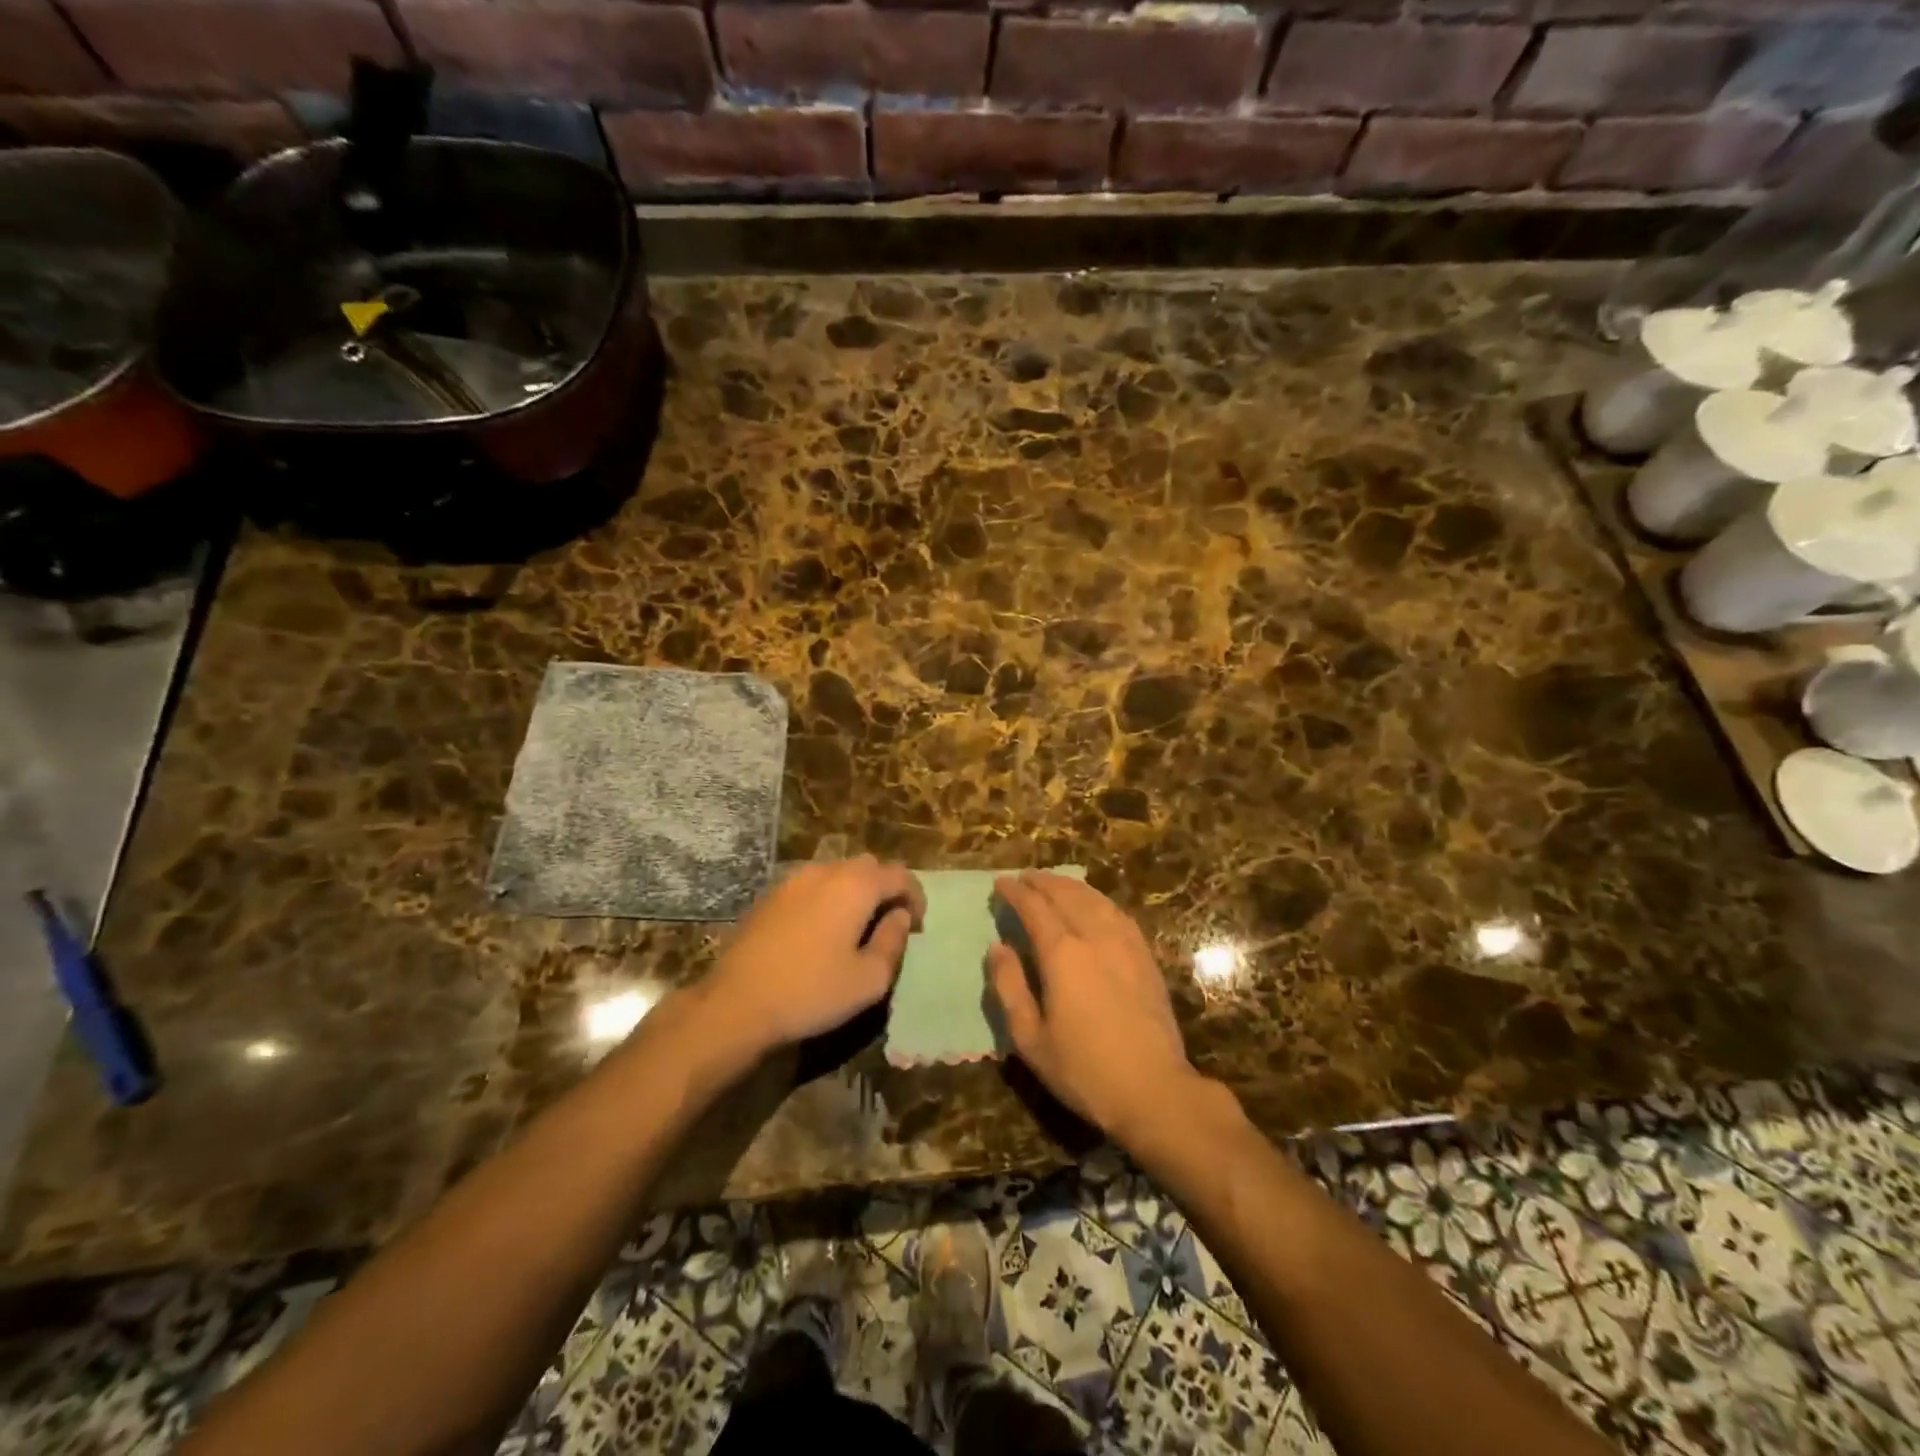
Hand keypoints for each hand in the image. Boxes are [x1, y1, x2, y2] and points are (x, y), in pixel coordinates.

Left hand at [707, 856, 924, 1053]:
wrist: (736, 1004)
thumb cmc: (812, 992)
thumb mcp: (869, 979)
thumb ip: (893, 941)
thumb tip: (899, 917)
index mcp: (855, 885)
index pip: (899, 875)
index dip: (915, 897)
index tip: (917, 925)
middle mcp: (825, 871)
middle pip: (868, 866)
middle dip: (885, 889)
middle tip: (889, 923)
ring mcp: (793, 880)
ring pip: (837, 872)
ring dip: (855, 892)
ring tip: (856, 927)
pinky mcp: (770, 895)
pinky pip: (812, 885)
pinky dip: (827, 898)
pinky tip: (822, 931)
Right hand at [989, 872, 1198, 1144]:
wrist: (1154, 1090)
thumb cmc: (1084, 1070)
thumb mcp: (1031, 1039)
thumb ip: (1010, 987)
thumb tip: (997, 947)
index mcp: (1062, 954)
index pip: (1034, 908)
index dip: (1015, 892)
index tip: (1000, 883)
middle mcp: (1094, 937)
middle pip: (1065, 895)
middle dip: (1041, 882)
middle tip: (1023, 877)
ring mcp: (1125, 944)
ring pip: (1094, 899)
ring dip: (1070, 885)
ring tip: (1053, 882)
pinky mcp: (1145, 956)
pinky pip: (1118, 913)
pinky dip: (1098, 900)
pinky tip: (1094, 904)